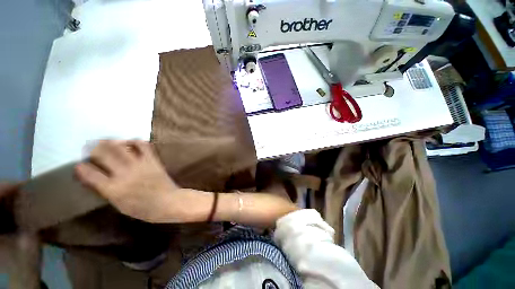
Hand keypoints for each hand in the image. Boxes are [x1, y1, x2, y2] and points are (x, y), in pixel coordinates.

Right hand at [75, 140, 186, 222]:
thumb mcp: (119, 205)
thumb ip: (107, 191)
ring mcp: (139, 165)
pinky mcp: (152, 161)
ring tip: (107, 141)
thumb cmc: (143, 209)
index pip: (90, 174)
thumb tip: (96, 179)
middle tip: (90, 146)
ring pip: (122, 147)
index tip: (78, 165)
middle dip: (94, 148)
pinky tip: (131, 142)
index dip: (81, 168)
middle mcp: (124, 173)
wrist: (168, 201)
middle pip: (104, 154)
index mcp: (113, 189)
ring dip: (112, 142)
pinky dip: (136, 142)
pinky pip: (144, 146)